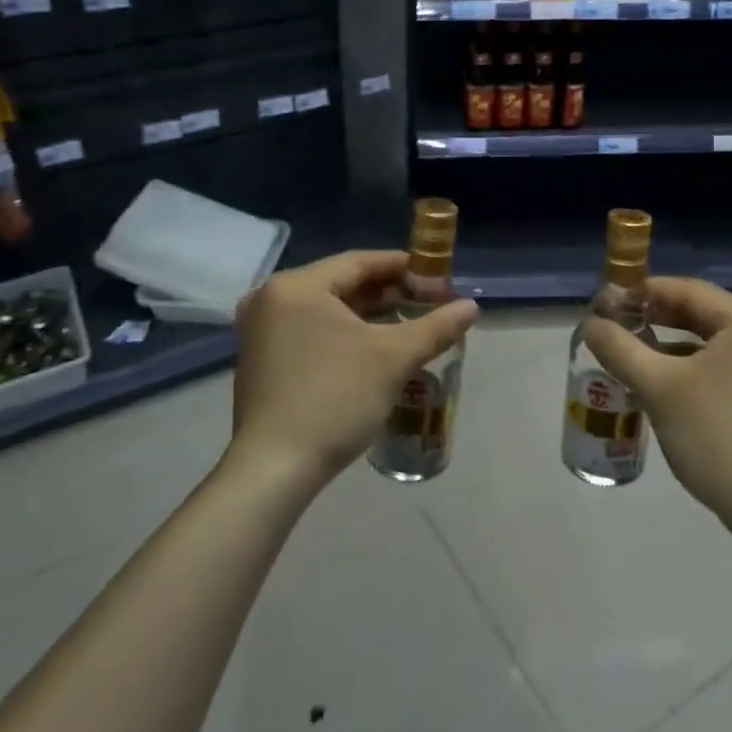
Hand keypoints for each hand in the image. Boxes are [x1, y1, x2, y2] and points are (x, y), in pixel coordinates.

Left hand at [229, 251, 477, 491]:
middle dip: (386, 293)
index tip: (435, 275)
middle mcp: (270, 299)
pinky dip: (342, 334)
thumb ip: (435, 327)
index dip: (401, 266)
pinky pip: (309, 332)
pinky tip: (372, 350)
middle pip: (340, 284)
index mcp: (296, 286)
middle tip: (426, 302)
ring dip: (366, 315)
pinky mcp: (261, 361)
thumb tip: (471, 307)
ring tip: (407, 324)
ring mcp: (260, 332)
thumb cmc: (334, 398)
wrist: (274, 469)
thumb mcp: (393, 359)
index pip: (358, 262)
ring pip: (325, 310)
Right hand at [582, 277, 731, 536]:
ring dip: (672, 342)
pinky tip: (663, 383)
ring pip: (713, 341)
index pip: (688, 289)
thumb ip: (620, 348)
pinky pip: (726, 364)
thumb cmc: (717, 437)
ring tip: (631, 352)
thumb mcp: (659, 388)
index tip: (606, 302)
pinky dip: (693, 366)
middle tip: (614, 325)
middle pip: (703, 312)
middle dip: (656, 317)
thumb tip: (590, 324)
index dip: (642, 291)